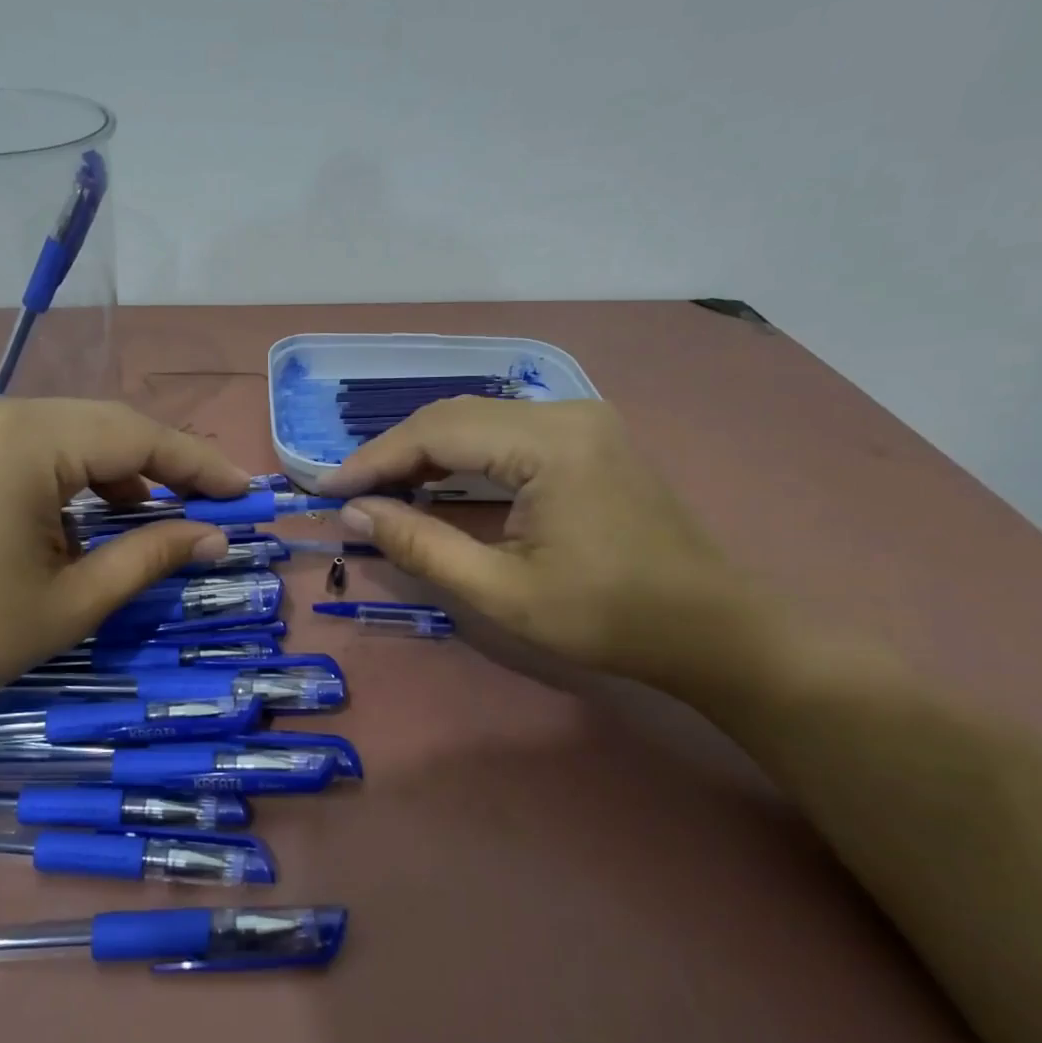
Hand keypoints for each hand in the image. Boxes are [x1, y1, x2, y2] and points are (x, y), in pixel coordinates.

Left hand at [0, 396, 249, 725]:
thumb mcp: (69, 602)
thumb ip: (150, 556)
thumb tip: (215, 537)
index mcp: (26, 439)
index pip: (138, 436)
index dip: (200, 464)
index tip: (246, 491)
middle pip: (103, 426)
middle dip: (162, 465)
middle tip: (210, 504)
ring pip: (65, 434)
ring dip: (113, 472)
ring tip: (149, 516)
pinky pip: (26, 447)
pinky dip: (67, 477)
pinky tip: (79, 517)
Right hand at [316, 397, 773, 699]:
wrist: (713, 630)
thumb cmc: (608, 618)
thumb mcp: (501, 592)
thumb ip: (421, 546)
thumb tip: (354, 513)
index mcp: (549, 442)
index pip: (437, 431)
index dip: (375, 459)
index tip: (328, 490)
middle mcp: (565, 412)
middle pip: (455, 416)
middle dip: (396, 453)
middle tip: (351, 494)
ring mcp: (582, 420)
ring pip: (479, 420)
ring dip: (426, 453)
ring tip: (381, 490)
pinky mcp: (588, 439)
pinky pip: (506, 433)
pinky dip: (462, 456)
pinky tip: (436, 483)